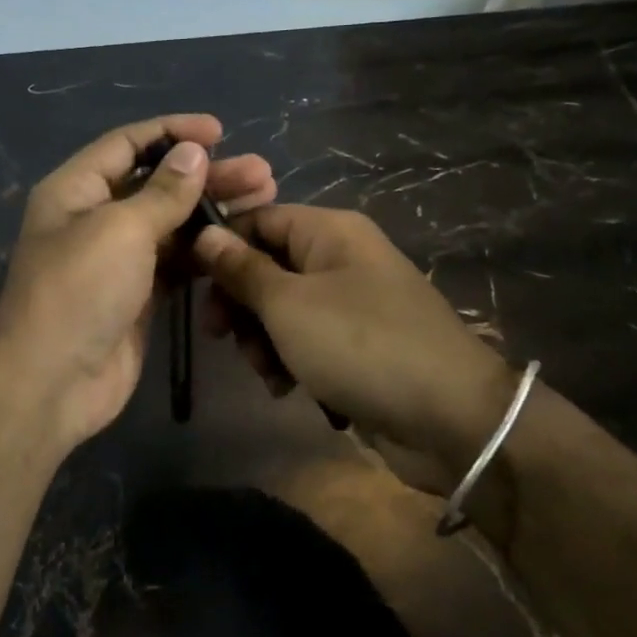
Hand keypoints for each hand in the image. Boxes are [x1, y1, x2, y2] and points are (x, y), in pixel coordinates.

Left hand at [0, 114, 277, 452]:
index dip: (172, 132)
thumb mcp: (120, 229)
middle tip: (261, 173)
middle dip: (206, 175)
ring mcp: (118, 260)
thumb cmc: (80, 291)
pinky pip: (176, 262)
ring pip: (172, 224)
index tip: (220, 131)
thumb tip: (192, 152)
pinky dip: (206, 251)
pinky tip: (240, 243)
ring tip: (264, 200)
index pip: (127, 144)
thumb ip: (162, 191)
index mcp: (76, 190)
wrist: (52, 381)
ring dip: (213, 212)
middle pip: (156, 184)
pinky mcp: (139, 295)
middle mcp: (95, 218)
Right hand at [193, 205, 511, 464]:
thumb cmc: (360, 345)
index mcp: (329, 231)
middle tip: (220, 334)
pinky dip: (289, 360)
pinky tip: (286, 388)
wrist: (450, 418)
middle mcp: (340, 258)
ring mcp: (351, 302)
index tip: (187, 280)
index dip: (220, 246)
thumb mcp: (288, 305)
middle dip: (240, 302)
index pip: (257, 218)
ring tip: (266, 370)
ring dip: (261, 339)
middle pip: (267, 265)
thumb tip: (204, 233)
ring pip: (282, 308)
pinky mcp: (357, 344)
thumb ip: (242, 269)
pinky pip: (306, 339)